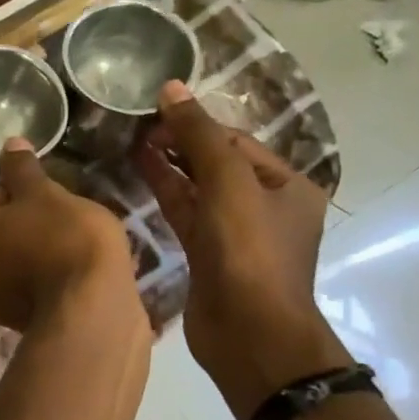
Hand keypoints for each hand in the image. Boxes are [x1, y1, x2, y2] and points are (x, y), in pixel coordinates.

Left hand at [0, 138, 139, 333]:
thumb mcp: (42, 192)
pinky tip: (58, 273)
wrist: (88, 305)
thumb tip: (10, 143)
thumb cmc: (59, 237)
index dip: (19, 196)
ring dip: (22, 251)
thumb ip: (20, 169)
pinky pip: (13, 287)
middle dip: (16, 226)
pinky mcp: (0, 323)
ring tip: (60, 248)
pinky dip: (29, 277)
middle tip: (54, 224)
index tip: (45, 201)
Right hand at [135, 81, 350, 419]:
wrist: (248, 331)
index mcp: (286, 185)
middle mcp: (264, 206)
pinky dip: (166, 195)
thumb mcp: (228, 184)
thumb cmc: (249, 252)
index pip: (236, 141)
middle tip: (138, 125)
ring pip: (198, 190)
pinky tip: (140, 175)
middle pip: (217, 164)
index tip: (155, 107)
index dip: (197, 123)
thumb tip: (172, 87)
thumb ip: (199, 136)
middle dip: (181, 143)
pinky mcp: (208, 256)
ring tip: (132, 142)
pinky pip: (186, 215)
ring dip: (169, 167)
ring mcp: (235, 234)